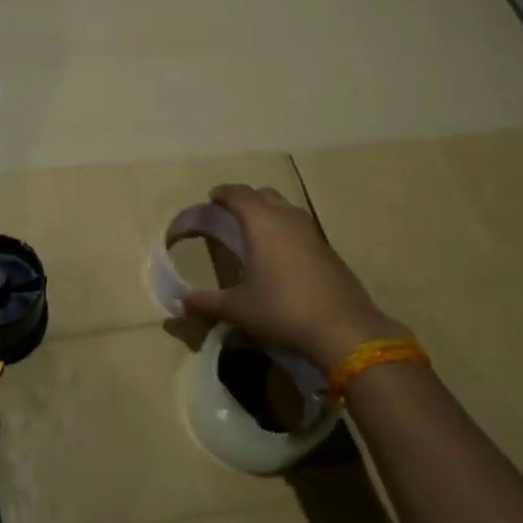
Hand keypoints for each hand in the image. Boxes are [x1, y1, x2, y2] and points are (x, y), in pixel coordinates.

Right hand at [180, 184, 404, 372]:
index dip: (224, 193)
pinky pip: (300, 227)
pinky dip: (286, 229)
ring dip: (269, 212)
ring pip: (286, 208)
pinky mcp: (328, 249)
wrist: (343, 329)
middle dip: (246, 199)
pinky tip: (281, 254)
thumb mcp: (238, 309)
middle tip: (230, 213)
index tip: (212, 198)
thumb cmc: (282, 310)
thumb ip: (207, 303)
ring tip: (255, 230)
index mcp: (262, 223)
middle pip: (264, 195)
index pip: (239, 194)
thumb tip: (179, 304)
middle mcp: (287, 218)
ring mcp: (312, 232)